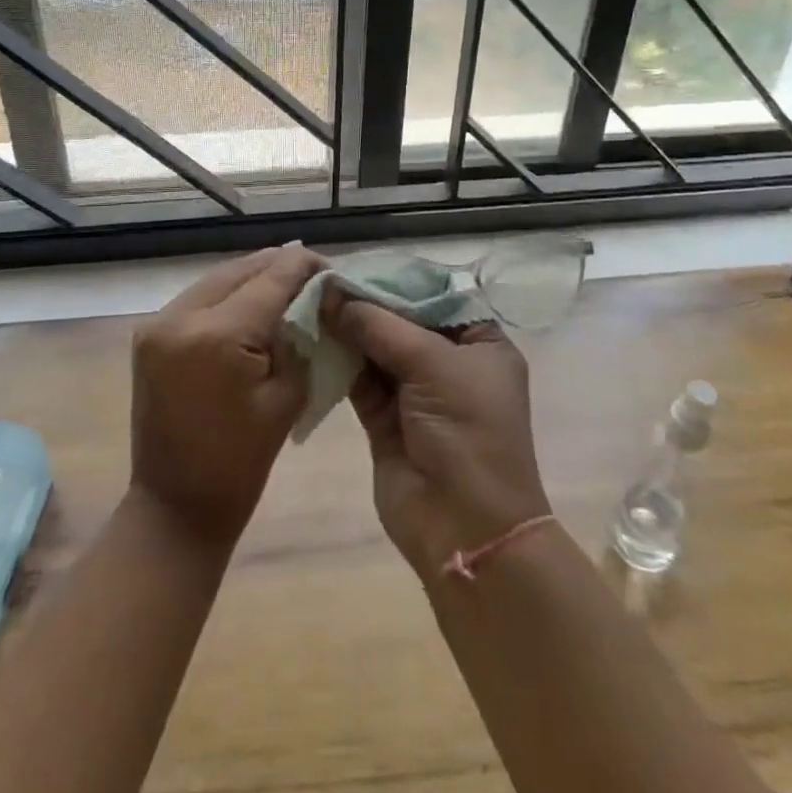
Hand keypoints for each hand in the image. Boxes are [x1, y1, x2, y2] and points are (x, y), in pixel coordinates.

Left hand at [129, 245, 322, 549]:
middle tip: (313, 271)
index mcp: (218, 336)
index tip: (330, 267)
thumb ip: (298, 338)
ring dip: (252, 276)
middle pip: (240, 271)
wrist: (175, 507)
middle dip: (278, 266)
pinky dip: (228, 294)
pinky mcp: (149, 335)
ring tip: (287, 280)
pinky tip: (253, 299)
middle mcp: (180, 318)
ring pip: (216, 279)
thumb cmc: (240, 463)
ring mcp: (157, 324)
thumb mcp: (286, 397)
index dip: (303, 267)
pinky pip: (198, 298)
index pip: (270, 279)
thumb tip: (310, 298)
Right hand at [325, 299, 551, 581]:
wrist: (464, 528)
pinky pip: (360, 379)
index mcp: (480, 344)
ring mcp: (416, 392)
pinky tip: (313, 337)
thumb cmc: (466, 431)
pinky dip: (339, 360)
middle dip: (366, 303)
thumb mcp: (432, 363)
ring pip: (377, 348)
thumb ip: (378, 325)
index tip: (356, 264)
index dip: (397, 280)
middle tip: (324, 279)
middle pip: (403, 320)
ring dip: (348, 330)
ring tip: (311, 301)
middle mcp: (449, 363)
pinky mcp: (386, 419)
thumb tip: (330, 292)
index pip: (436, 296)